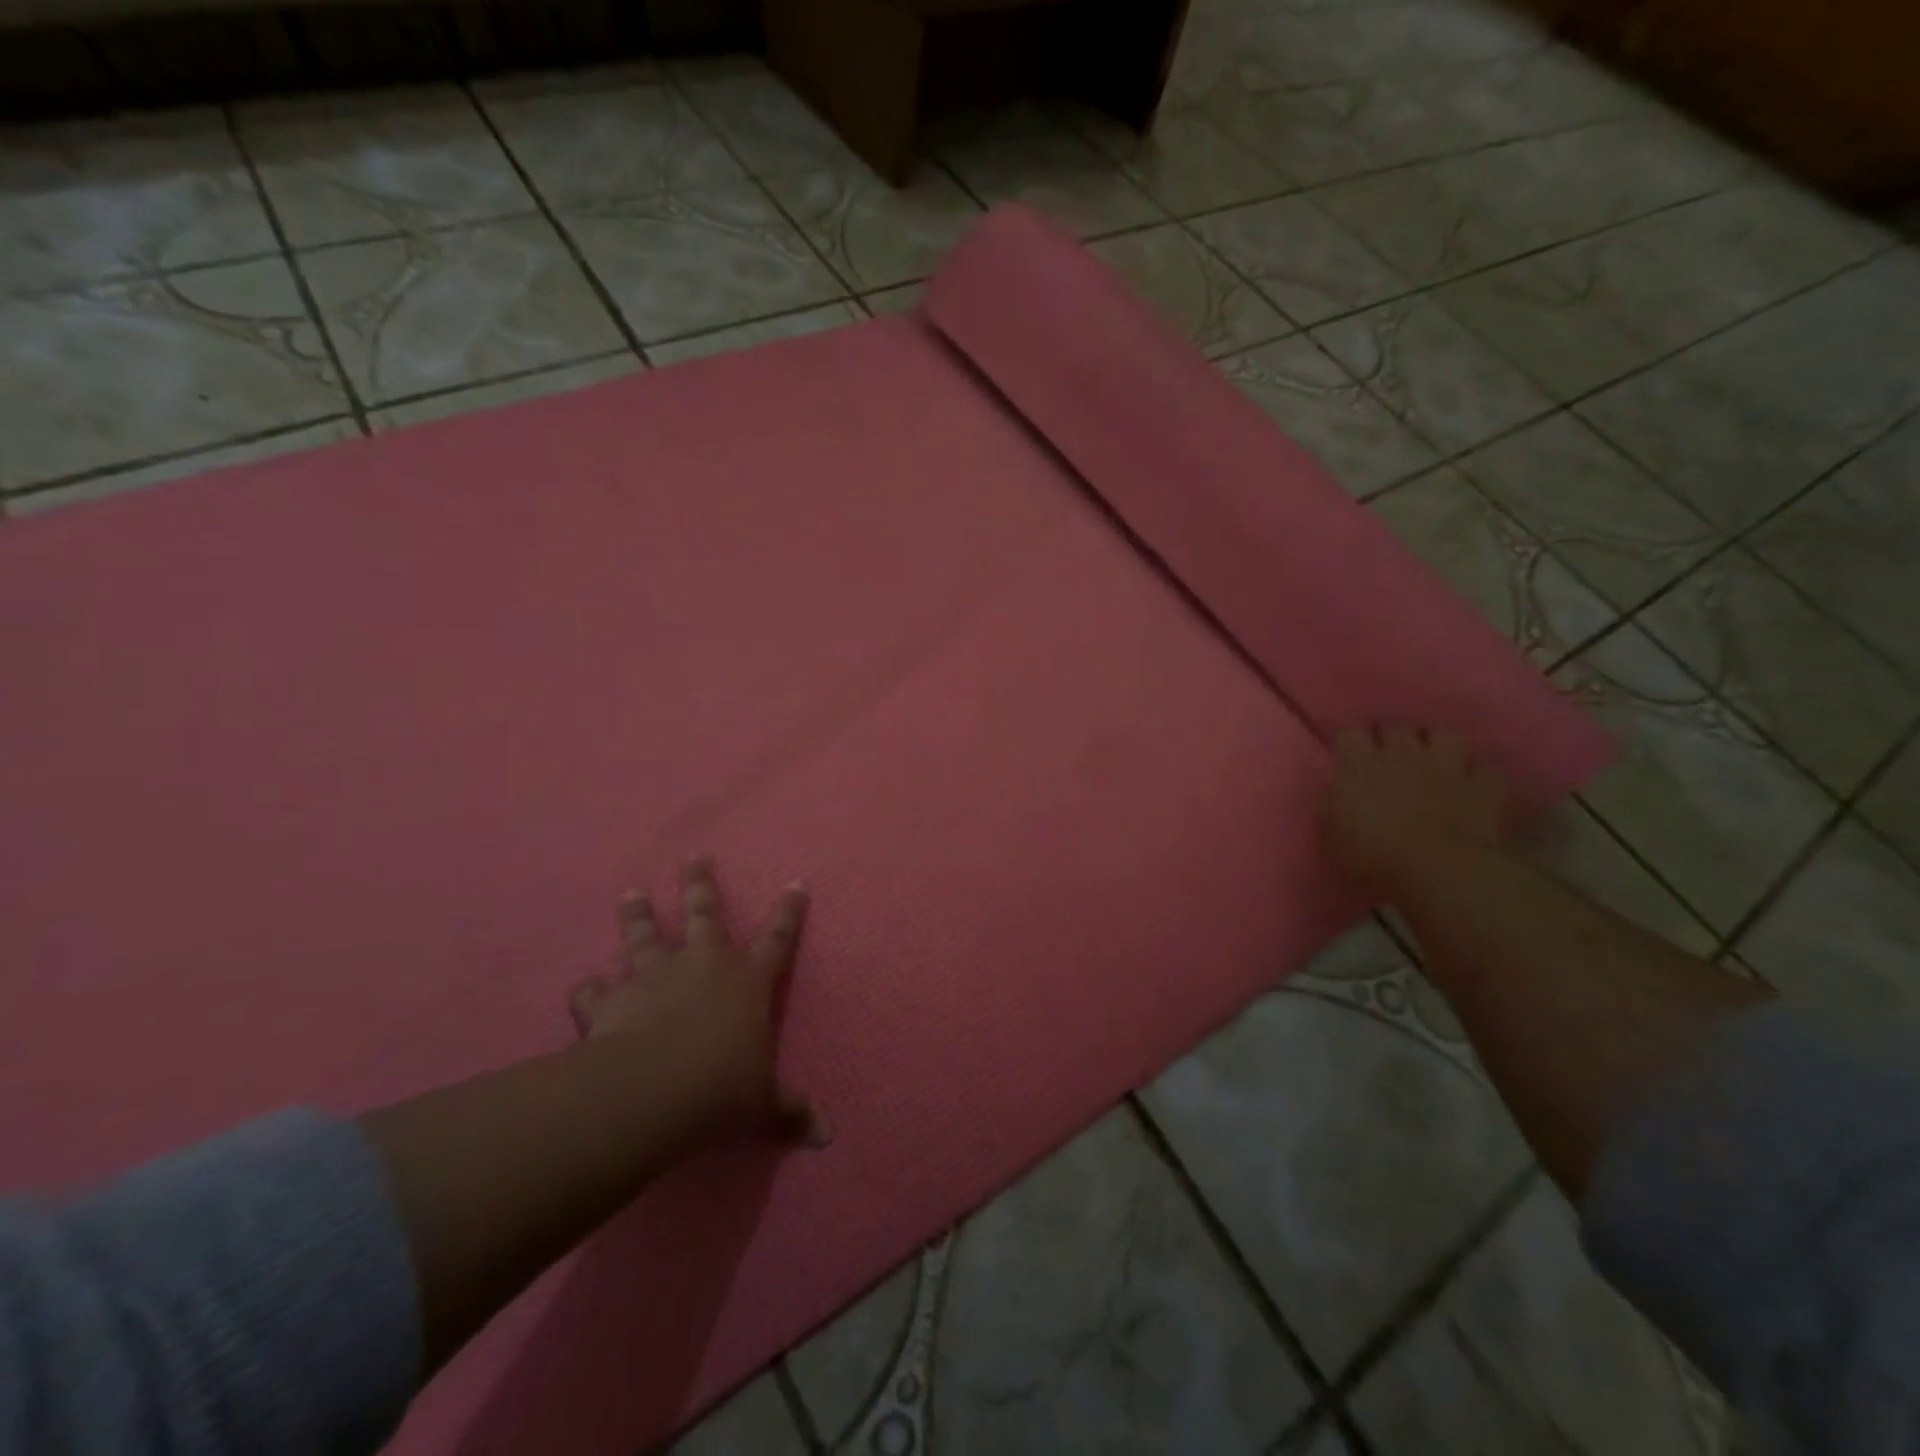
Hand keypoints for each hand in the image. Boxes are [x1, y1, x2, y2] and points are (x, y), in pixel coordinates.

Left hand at [568, 857, 827, 1148]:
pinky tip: (584, 988)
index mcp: (747, 981)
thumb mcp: (763, 1106)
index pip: (778, 937)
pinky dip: (589, 989)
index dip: (789, 911)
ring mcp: (654, 976)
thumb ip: (790, 1113)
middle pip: (703, 912)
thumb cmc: (722, 1090)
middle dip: (700, 884)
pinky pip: (595, 990)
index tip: (796, 882)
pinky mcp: (611, 999)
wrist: (652, 1092)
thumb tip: (827, 1138)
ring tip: (631, 892)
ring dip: (637, 914)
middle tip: (694, 856)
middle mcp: (702, 965)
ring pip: (644, 935)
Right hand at [1324, 725, 1509, 899]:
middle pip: (1395, 726)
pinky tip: (1473, 785)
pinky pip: (1486, 771)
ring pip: (1444, 735)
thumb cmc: (1373, 856)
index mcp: (1360, 766)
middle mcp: (1402, 755)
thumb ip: (1332, 804)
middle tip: (1386, 753)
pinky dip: (1479, 776)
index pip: (1348, 733)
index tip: (1345, 753)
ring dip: (1436, 744)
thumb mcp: (1332, 834)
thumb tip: (1336, 791)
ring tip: (1431, 758)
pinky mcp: (1481, 788)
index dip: (1347, 740)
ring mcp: (1446, 768)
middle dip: (1390, 735)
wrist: (1438, 871)